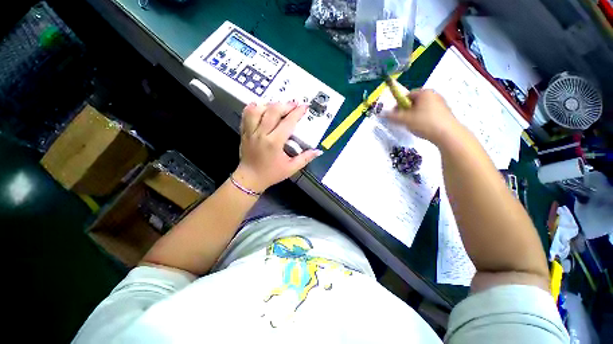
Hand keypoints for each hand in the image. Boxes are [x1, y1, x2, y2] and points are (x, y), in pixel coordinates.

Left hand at [233, 102, 322, 192]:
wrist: (250, 179)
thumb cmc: (271, 174)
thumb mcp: (291, 168)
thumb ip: (305, 158)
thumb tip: (318, 151)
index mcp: (274, 143)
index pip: (288, 122)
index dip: (297, 113)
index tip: (304, 107)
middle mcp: (261, 134)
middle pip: (273, 111)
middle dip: (285, 105)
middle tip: (294, 104)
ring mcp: (250, 132)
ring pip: (257, 110)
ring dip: (269, 105)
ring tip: (278, 106)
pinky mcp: (244, 132)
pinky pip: (246, 115)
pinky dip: (252, 108)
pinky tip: (260, 107)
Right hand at [384, 89, 461, 143]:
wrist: (448, 134)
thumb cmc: (425, 123)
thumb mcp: (405, 119)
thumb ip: (392, 116)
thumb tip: (382, 114)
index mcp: (424, 93)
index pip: (407, 95)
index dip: (398, 105)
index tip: (395, 115)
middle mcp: (434, 95)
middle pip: (414, 102)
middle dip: (406, 111)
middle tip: (402, 121)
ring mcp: (441, 104)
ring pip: (421, 108)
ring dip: (413, 116)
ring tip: (412, 125)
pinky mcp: (445, 113)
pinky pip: (429, 113)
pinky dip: (422, 119)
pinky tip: (422, 128)